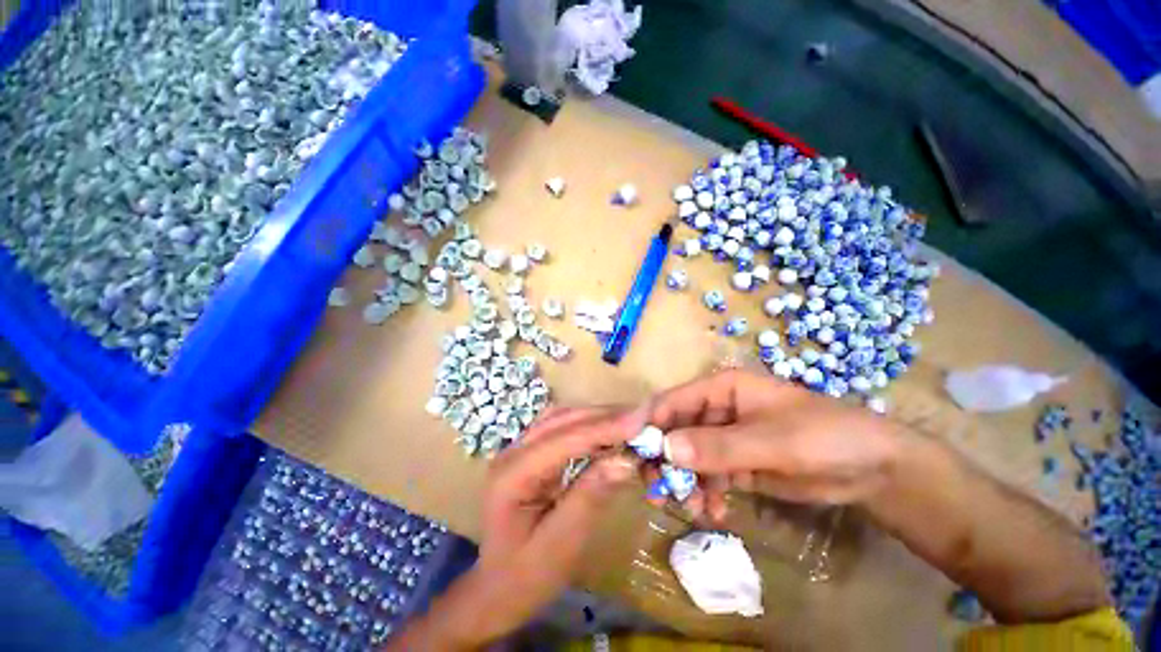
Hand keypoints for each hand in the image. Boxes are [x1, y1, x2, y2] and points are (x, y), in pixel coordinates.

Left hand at [388, 407, 641, 649]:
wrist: (497, 589)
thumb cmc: (526, 576)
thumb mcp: (561, 544)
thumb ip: (591, 496)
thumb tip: (626, 458)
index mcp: (513, 473)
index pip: (565, 438)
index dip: (605, 427)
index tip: (642, 420)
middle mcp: (514, 450)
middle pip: (563, 419)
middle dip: (605, 417)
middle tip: (644, 419)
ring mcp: (520, 448)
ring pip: (563, 417)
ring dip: (598, 417)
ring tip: (632, 423)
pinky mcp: (531, 452)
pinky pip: (563, 428)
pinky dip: (589, 426)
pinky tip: (608, 433)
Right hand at [648, 369, 903, 519]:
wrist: (875, 469)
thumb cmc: (824, 437)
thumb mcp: (771, 441)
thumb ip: (718, 446)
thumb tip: (666, 449)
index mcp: (720, 389)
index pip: (672, 401)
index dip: (649, 423)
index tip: (629, 450)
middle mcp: (717, 410)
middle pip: (676, 430)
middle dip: (665, 459)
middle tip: (657, 489)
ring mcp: (726, 438)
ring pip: (689, 456)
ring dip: (685, 481)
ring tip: (691, 507)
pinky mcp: (738, 464)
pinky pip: (709, 476)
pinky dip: (706, 494)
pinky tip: (714, 513)